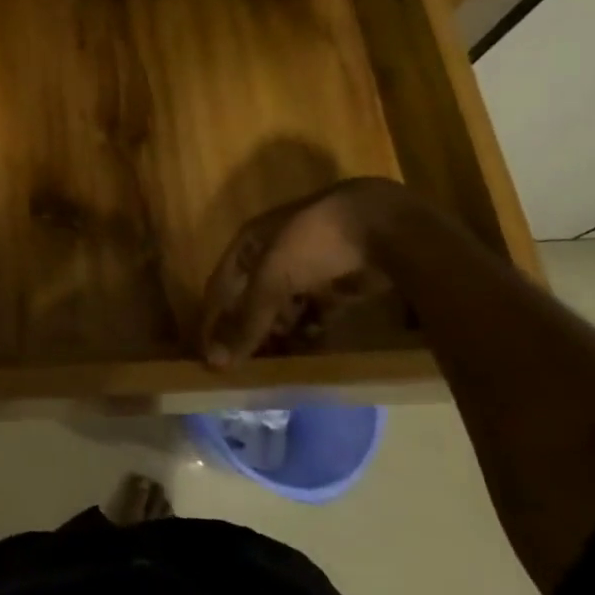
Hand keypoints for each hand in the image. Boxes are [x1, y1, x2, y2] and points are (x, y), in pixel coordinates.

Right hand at [198, 178, 407, 366]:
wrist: (385, 227)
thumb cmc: (314, 243)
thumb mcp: (272, 278)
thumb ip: (247, 321)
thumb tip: (216, 362)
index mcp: (250, 243)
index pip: (220, 286)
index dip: (213, 319)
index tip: (209, 356)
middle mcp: (274, 255)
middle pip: (252, 300)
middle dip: (248, 331)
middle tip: (244, 367)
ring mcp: (307, 271)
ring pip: (283, 310)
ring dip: (278, 335)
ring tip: (274, 365)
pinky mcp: (337, 287)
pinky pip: (315, 316)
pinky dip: (309, 334)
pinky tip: (306, 353)